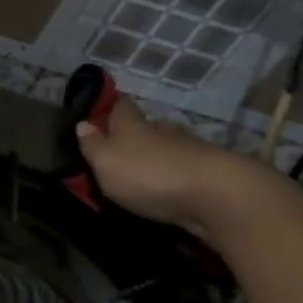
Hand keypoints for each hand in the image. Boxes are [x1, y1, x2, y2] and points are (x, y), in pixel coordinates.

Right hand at [75, 97, 254, 242]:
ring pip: (168, 148)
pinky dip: (176, 176)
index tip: (102, 110)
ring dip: (158, 156)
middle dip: (135, 134)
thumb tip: (82, 124)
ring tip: (144, 171)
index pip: (121, 106)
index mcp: (134, 125)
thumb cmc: (150, 174)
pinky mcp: (210, 176)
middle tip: (120, 147)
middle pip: (147, 126)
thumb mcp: (106, 161)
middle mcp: (163, 131)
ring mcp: (190, 152)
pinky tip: (169, 186)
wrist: (219, 196)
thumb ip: (92, 145)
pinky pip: (185, 171)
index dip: (111, 106)